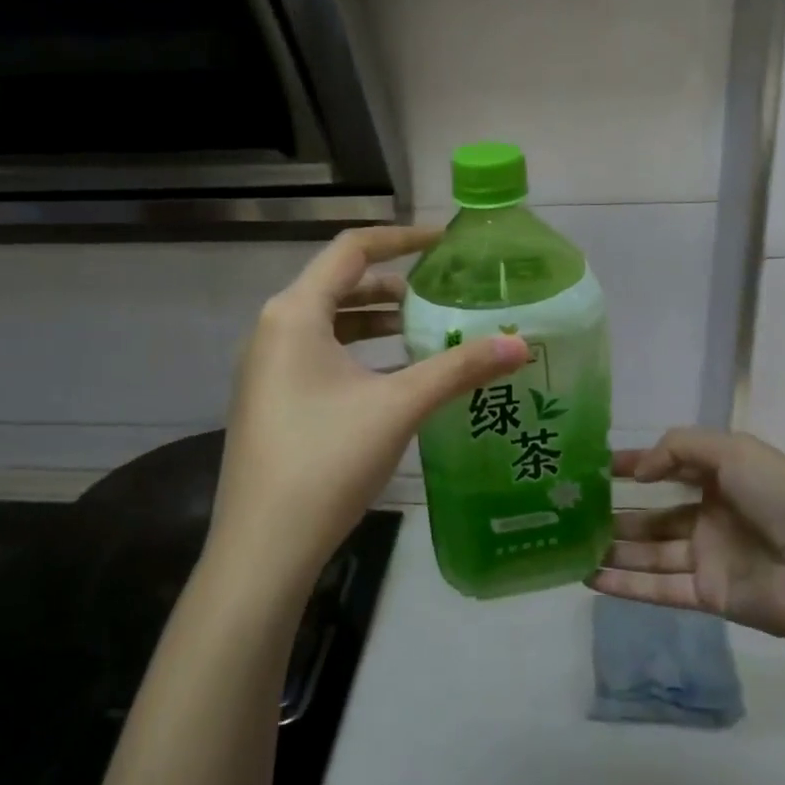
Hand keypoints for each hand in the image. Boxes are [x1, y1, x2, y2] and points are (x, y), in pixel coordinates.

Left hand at [209, 226, 528, 597]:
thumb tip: (520, 343)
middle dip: (393, 287)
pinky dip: (359, 353)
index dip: (401, 238)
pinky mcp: (271, 400)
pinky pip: (319, 356)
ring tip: (425, 334)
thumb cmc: (327, 460)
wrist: (264, 546)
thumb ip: (460, 369)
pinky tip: (394, 378)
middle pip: (339, 285)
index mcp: (295, 313)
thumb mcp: (399, 406)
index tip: (445, 243)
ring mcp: (266, 367)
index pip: (352, 250)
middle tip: (443, 297)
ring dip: (376, 322)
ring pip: (329, 324)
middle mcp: (273, 329)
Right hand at [589, 428, 784, 640]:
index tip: (594, 467)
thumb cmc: (780, 497)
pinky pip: (658, 588)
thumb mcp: (733, 450)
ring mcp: (709, 557)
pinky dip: (624, 584)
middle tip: (574, 513)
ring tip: (571, 546)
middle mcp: (714, 516)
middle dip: (618, 514)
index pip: (670, 467)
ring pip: (651, 553)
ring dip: (614, 549)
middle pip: (655, 516)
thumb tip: (638, 472)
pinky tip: (589, 577)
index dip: (634, 465)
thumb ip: (678, 448)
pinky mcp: (707, 595)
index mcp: (725, 478)